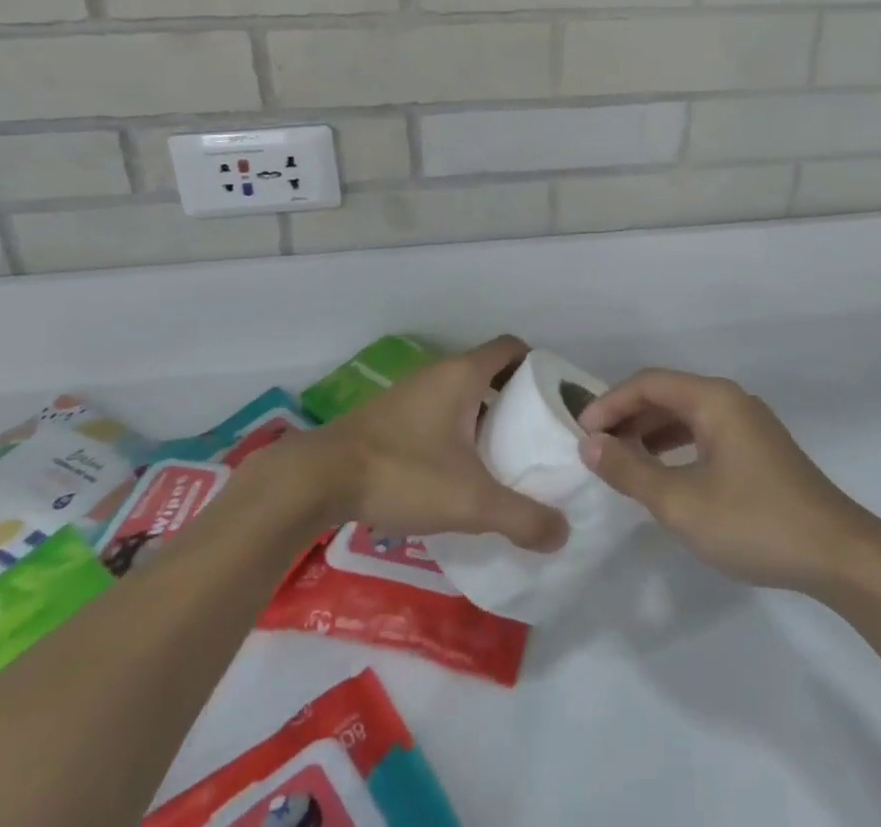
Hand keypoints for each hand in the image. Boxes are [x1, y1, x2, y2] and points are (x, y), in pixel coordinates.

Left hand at [280, 335, 566, 551]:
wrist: (318, 479)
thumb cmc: (402, 472)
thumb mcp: (470, 501)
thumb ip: (520, 517)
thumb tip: (562, 533)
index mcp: (464, 373)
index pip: (513, 348)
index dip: (539, 367)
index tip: (554, 400)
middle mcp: (440, 372)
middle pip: (491, 371)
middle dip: (517, 398)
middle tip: (536, 436)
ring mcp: (413, 391)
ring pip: (463, 393)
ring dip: (485, 416)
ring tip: (503, 456)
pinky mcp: (392, 414)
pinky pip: (439, 409)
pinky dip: (457, 428)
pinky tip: (458, 469)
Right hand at [577, 369, 880, 594]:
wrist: (838, 554)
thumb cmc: (754, 522)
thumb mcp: (682, 502)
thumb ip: (632, 470)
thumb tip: (590, 444)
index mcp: (713, 398)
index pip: (648, 383)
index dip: (609, 403)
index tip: (579, 433)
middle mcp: (730, 399)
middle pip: (667, 394)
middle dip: (627, 416)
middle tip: (594, 447)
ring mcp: (748, 423)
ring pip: (686, 414)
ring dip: (649, 431)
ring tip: (619, 459)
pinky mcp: (758, 448)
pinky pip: (704, 432)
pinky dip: (675, 445)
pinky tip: (662, 472)